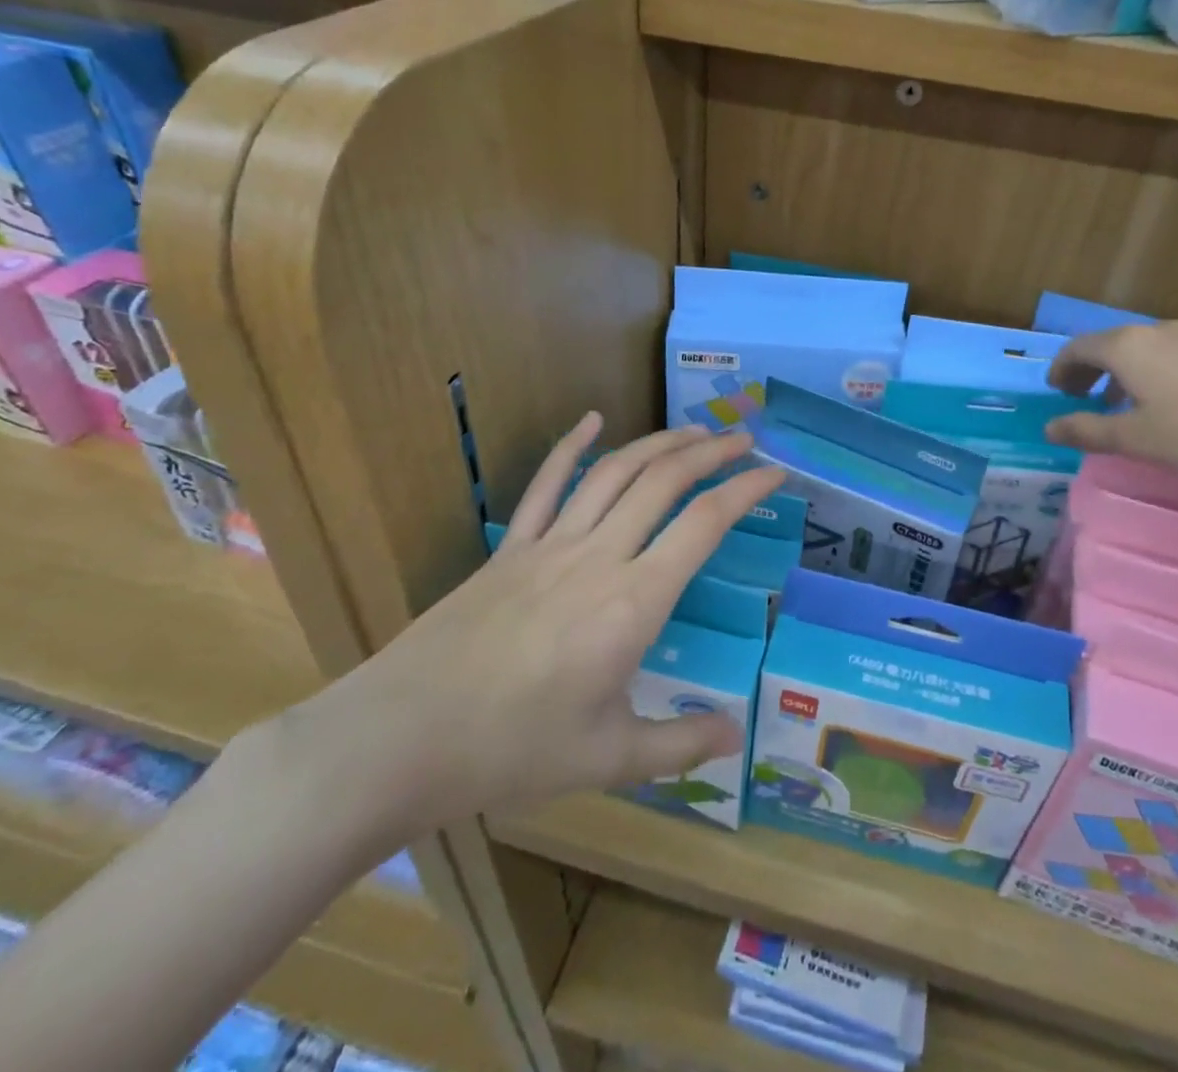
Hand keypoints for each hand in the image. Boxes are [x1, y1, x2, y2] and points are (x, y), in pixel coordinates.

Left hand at [287, 416, 786, 847]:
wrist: (401, 737)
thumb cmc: (512, 750)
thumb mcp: (610, 759)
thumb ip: (681, 743)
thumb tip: (736, 735)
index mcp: (634, 602)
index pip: (704, 525)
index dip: (746, 490)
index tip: (775, 474)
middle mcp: (600, 557)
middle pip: (665, 481)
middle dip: (711, 452)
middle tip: (744, 438)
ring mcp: (550, 545)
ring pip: (615, 472)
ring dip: (659, 443)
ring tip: (693, 431)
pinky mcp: (510, 548)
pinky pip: (546, 484)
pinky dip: (572, 446)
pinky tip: (593, 419)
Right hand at [1042, 321, 1177, 486]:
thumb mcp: (1133, 439)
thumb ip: (1086, 431)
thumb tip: (1049, 428)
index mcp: (1127, 346)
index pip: (1078, 348)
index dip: (1061, 368)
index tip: (1055, 392)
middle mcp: (1156, 331)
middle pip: (1108, 343)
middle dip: (1088, 368)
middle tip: (1078, 396)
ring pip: (1140, 348)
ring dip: (1118, 371)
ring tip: (1117, 402)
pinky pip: (1167, 354)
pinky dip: (1148, 371)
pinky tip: (1161, 402)